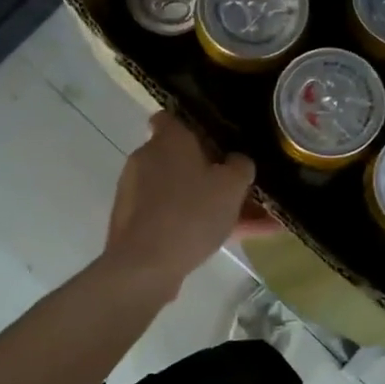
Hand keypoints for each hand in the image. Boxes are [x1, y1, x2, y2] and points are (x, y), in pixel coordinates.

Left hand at [102, 112, 254, 296]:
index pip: (173, 117)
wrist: (144, 266)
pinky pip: (174, 215)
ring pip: (181, 191)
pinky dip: (197, 223)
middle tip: (241, 186)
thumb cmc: (190, 213)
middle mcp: (146, 158)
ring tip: (250, 221)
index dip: (194, 125)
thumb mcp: (231, 186)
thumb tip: (236, 161)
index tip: (218, 140)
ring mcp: (136, 192)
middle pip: (181, 157)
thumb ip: (240, 166)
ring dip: (209, 202)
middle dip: (210, 171)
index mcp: (168, 139)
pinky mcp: (134, 222)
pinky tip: (230, 240)